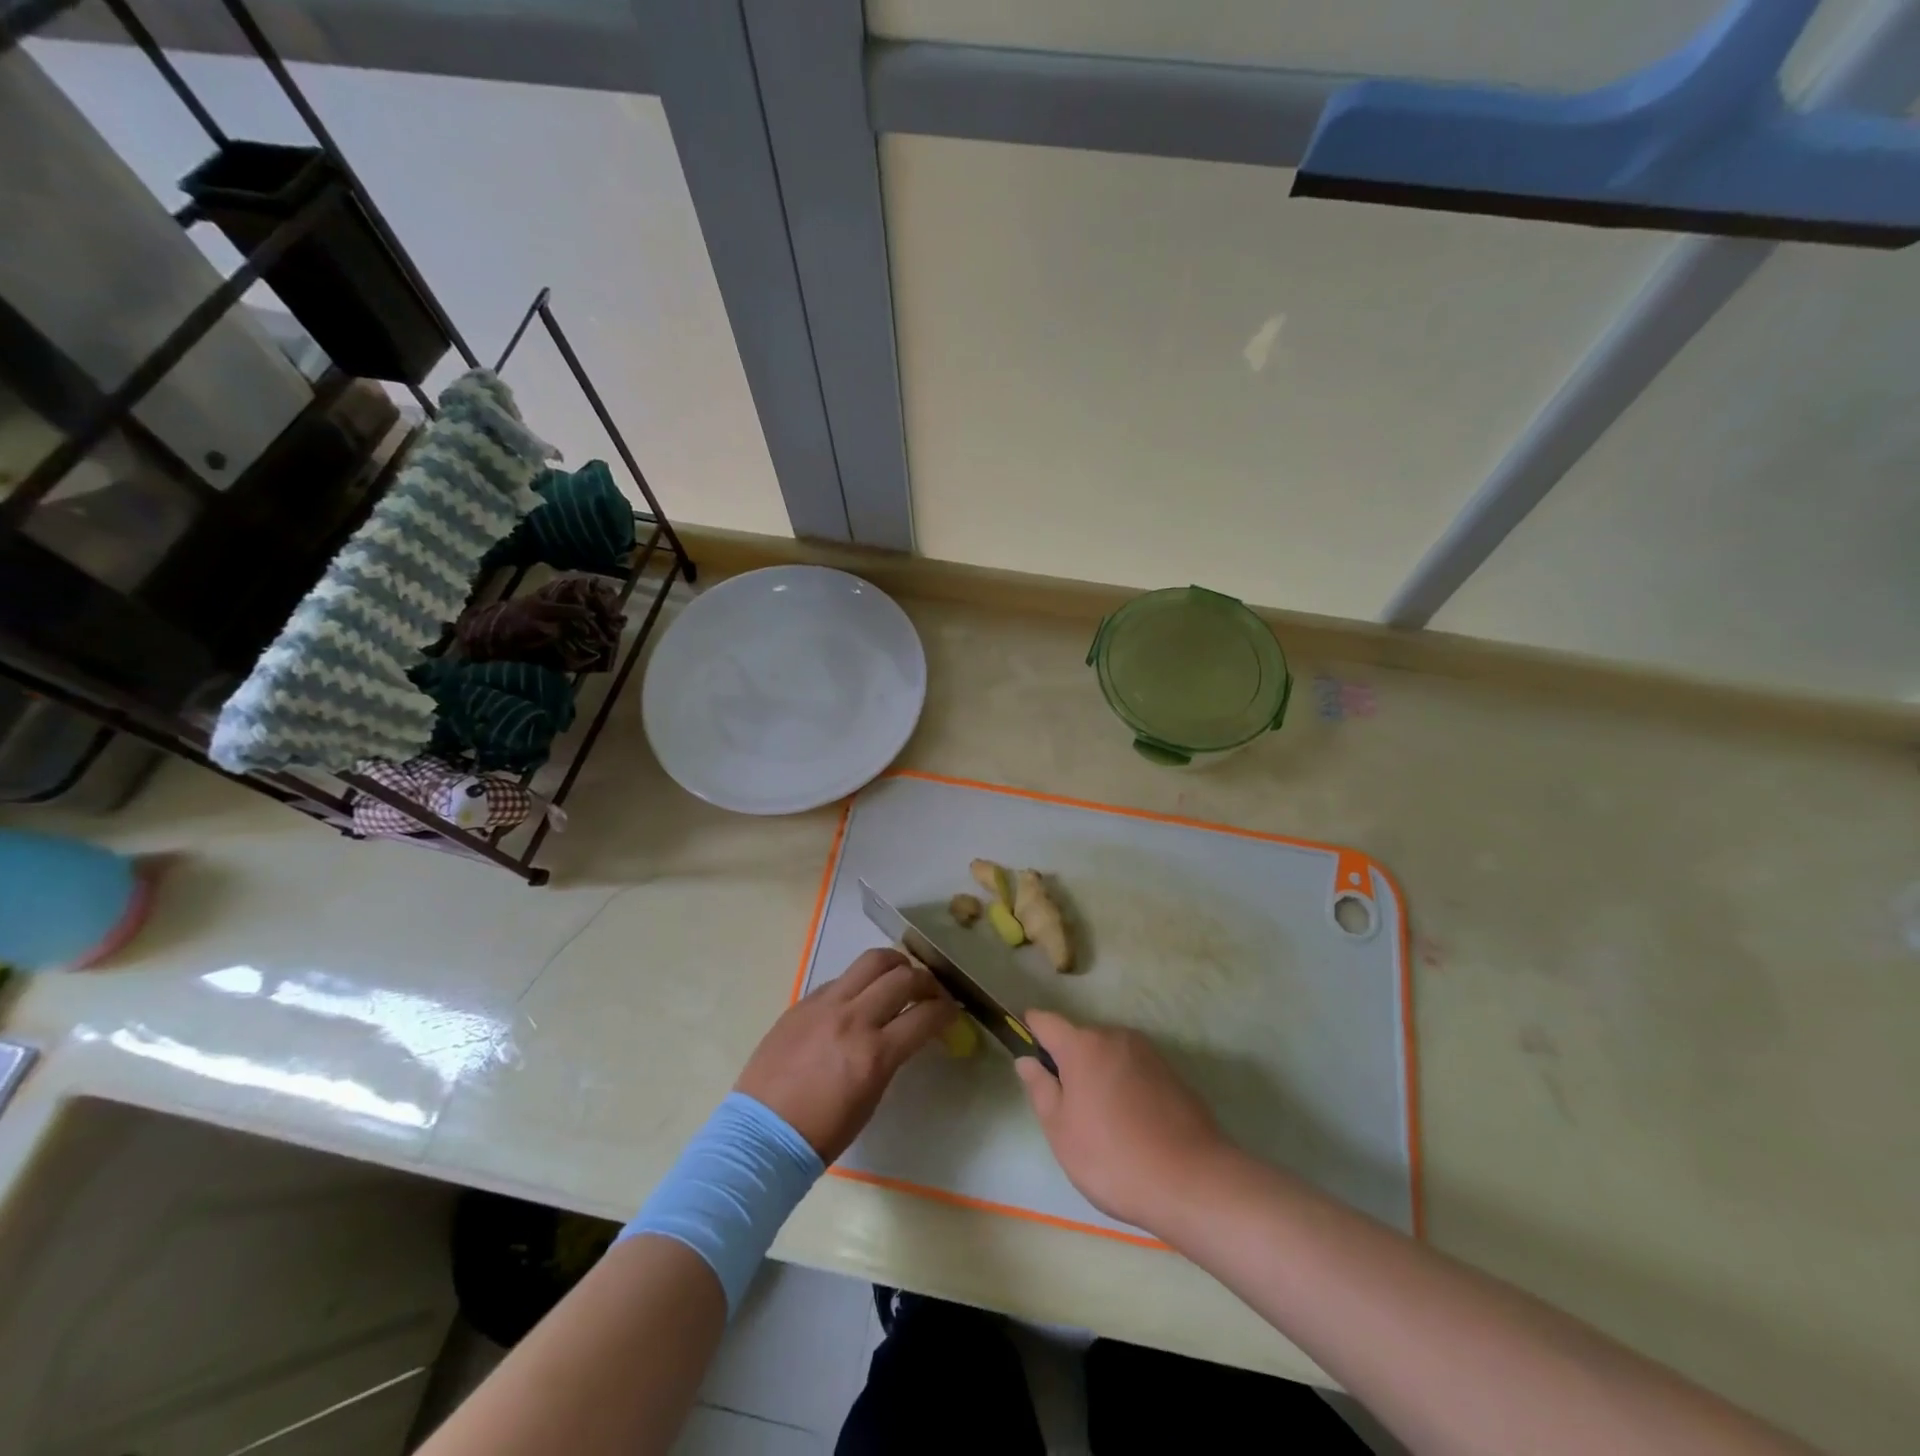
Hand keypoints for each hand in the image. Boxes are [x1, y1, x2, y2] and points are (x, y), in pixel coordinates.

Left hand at [736, 949, 954, 1161]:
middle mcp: (853, 1019)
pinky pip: (841, 978)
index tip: (953, 1011)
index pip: (926, 1016)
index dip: (947, 1010)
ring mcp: (825, 1005)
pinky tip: (861, 997)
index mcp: (874, 1053)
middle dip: (927, 981)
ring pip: (872, 961)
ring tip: (901, 976)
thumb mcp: (871, 1098)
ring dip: (895, 965)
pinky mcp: (803, 1001)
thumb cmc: (822, 1132)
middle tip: (932, 991)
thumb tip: (904, 1032)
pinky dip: (860, 982)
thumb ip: (890, 1057)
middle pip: (903, 977)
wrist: (761, 1135)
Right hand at [1015, 1011, 1233, 1234]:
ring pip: (1109, 1055)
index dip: (1030, 1029)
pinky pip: (1134, 1071)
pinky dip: (1125, 1087)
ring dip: (1099, 1075)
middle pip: (1080, 1039)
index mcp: (1083, 1045)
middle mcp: (1115, 1036)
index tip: (1023, 1047)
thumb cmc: (1113, 1158)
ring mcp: (1148, 1053)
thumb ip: (1040, 1089)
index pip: (1046, 1021)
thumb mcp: (1061, 1131)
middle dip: (1068, 1062)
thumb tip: (1027, 1060)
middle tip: (1065, 1107)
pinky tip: (1132, 1126)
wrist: (1193, 1182)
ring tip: (1101, 1123)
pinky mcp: (1172, 1073)